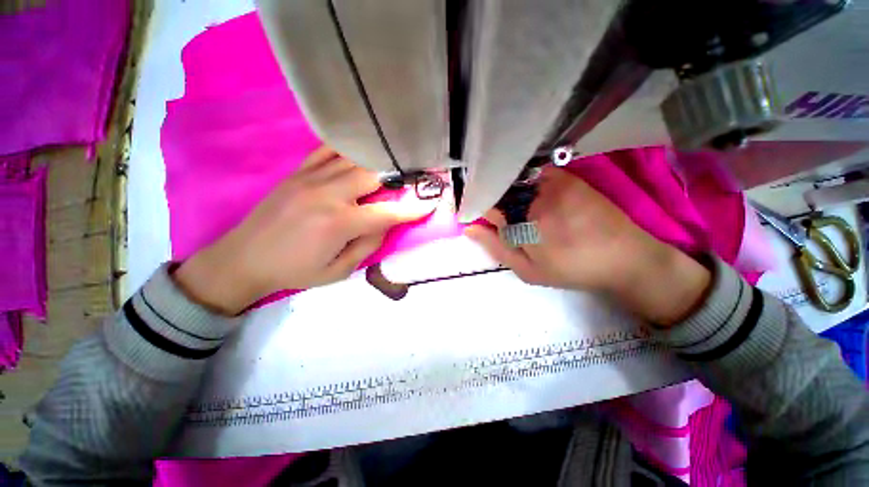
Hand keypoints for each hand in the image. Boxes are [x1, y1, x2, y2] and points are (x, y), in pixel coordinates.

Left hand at [174, 147, 437, 314]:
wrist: (245, 258)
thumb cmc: (296, 270)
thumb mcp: (338, 271)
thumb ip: (368, 245)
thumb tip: (385, 223)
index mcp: (338, 223)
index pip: (387, 213)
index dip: (412, 208)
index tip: (431, 202)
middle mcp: (327, 194)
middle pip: (374, 175)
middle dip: (400, 175)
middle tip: (418, 174)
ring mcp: (311, 178)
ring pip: (355, 158)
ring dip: (380, 160)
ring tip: (397, 160)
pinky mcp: (299, 171)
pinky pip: (328, 150)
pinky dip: (350, 148)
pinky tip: (363, 151)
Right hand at [465, 166, 710, 325]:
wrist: (624, 257)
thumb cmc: (571, 269)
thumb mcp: (528, 270)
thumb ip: (496, 248)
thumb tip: (469, 229)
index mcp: (522, 223)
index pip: (486, 205)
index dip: (478, 209)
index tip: (479, 217)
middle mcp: (534, 197)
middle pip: (498, 189)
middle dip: (492, 200)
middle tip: (499, 217)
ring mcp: (552, 183)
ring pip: (513, 179)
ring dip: (506, 189)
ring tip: (515, 208)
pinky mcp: (567, 176)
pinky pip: (533, 172)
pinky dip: (523, 180)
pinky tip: (529, 194)